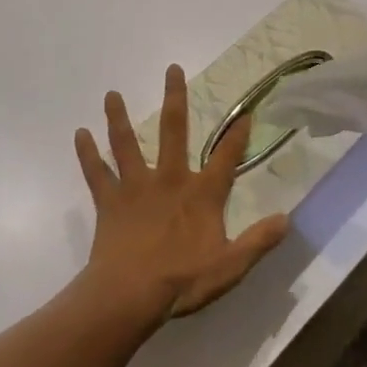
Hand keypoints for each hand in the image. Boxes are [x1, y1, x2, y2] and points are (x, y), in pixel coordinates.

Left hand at [74, 64, 288, 318]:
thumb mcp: (230, 266)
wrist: (129, 297)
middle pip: (173, 131)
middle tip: (172, 69)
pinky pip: (96, 174)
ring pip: (127, 144)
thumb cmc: (181, 281)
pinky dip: (87, 154)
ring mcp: (136, 188)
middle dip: (174, 98)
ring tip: (111, 93)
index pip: (226, 158)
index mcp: (200, 194)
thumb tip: (287, 219)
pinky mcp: (110, 203)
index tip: (246, 112)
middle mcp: (169, 179)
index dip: (238, 135)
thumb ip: (259, 241)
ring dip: (119, 118)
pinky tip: (79, 134)